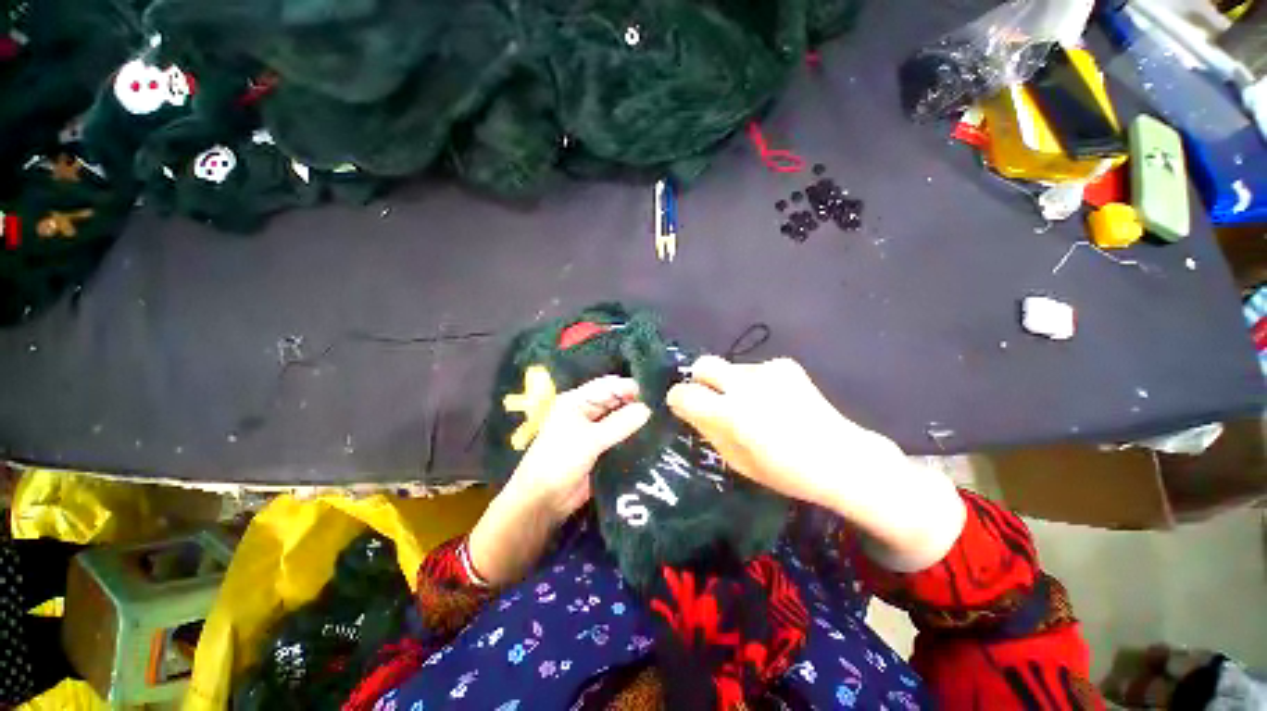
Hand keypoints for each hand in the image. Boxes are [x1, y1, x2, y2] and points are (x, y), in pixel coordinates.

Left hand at [470, 376, 650, 585]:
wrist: (544, 500)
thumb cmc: (561, 460)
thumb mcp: (590, 439)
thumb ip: (620, 423)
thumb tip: (648, 409)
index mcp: (577, 401)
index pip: (607, 386)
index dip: (628, 386)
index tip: (654, 391)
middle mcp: (586, 411)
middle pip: (615, 400)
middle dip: (635, 402)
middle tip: (663, 405)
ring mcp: (594, 430)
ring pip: (619, 418)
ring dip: (635, 419)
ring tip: (662, 417)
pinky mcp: (601, 448)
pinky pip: (620, 436)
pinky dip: (633, 435)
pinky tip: (652, 435)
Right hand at [666, 356, 902, 507]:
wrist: (840, 457)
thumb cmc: (785, 471)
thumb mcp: (737, 460)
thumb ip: (707, 429)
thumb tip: (686, 407)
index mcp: (732, 415)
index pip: (684, 393)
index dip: (677, 398)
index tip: (681, 405)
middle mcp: (746, 385)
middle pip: (704, 364)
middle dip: (700, 379)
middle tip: (711, 398)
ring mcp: (768, 371)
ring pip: (731, 368)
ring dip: (731, 384)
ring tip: (753, 405)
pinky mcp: (785, 365)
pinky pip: (754, 369)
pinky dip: (755, 383)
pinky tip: (774, 400)